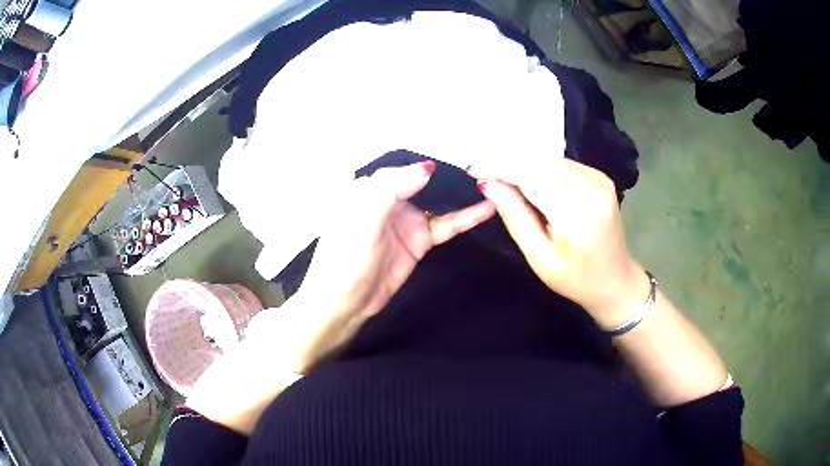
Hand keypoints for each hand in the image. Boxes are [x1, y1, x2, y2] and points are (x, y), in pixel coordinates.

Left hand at [255, 161, 495, 371]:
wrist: (345, 304)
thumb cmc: (345, 259)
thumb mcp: (362, 220)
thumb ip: (390, 190)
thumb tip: (426, 168)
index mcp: (369, 188)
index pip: (402, 168)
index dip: (427, 162)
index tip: (458, 157)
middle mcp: (389, 199)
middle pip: (424, 181)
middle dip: (449, 173)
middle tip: (483, 165)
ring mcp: (406, 220)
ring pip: (438, 201)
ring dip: (460, 193)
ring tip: (493, 181)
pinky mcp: (419, 240)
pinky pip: (446, 225)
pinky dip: (466, 217)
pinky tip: (487, 208)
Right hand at [473, 158, 648, 328]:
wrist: (616, 282)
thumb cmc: (575, 280)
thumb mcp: (539, 258)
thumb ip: (515, 217)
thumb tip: (488, 185)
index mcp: (576, 214)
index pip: (530, 175)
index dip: (499, 167)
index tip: (473, 168)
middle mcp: (591, 189)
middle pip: (540, 162)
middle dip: (509, 163)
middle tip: (485, 174)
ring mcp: (600, 181)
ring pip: (551, 159)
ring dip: (525, 165)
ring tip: (506, 179)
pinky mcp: (603, 178)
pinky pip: (565, 164)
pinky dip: (544, 168)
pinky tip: (534, 183)